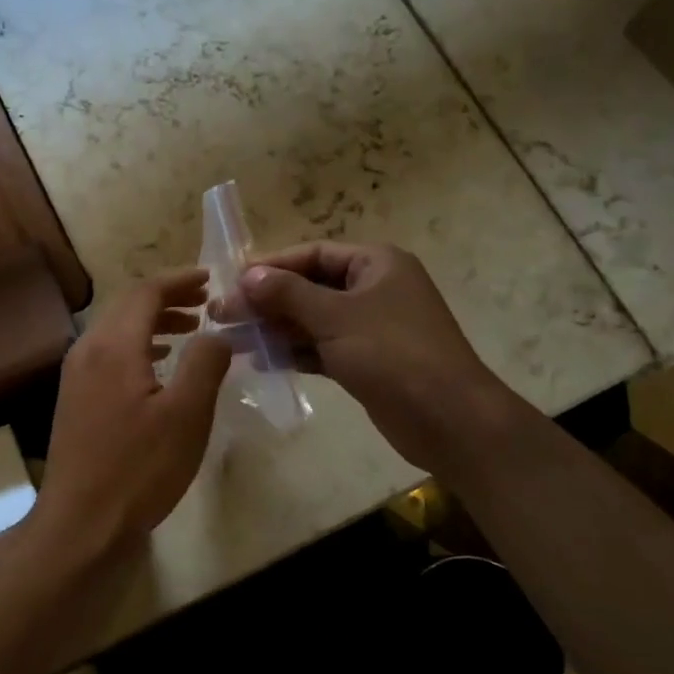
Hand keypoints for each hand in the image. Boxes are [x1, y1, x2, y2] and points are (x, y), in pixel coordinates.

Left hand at [23, 268, 231, 570]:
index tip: (210, 278)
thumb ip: (205, 363)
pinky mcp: (74, 399)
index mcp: (113, 346)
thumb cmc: (139, 468)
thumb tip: (217, 333)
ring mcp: (76, 376)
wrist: (82, 523)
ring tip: (190, 329)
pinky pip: (108, 354)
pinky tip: (158, 365)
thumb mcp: (187, 415)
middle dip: (167, 298)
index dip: (179, 280)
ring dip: (153, 322)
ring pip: (116, 330)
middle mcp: (88, 350)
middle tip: (205, 301)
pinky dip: (137, 347)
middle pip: (127, 306)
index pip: (146, 292)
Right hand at [237, 242, 504, 470]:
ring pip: (314, 320)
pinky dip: (296, 352)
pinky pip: (323, 348)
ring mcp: (372, 327)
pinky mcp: (367, 361)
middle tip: (224, 315)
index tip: (232, 281)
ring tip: (235, 339)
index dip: (271, 266)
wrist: (449, 419)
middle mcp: (374, 289)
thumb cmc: (393, 354)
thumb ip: (288, 294)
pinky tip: (262, 362)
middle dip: (269, 301)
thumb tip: (247, 275)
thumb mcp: (336, 317)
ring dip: (277, 328)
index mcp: (376, 264)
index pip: (313, 254)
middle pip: (311, 288)